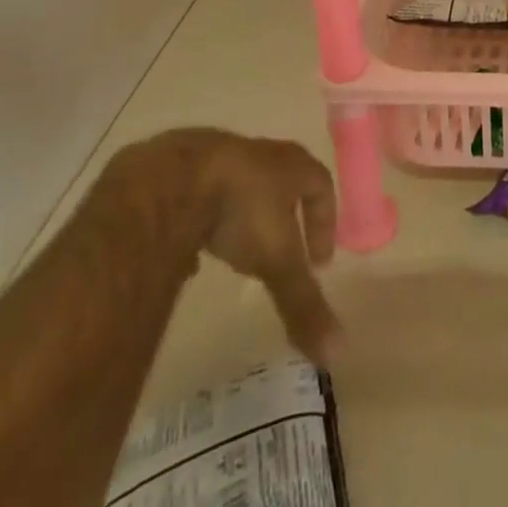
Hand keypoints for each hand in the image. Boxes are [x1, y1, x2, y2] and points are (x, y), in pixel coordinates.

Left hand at [104, 129, 339, 363]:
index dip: (324, 220)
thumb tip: (337, 352)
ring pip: (238, 186)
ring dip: (241, 217)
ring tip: (230, 258)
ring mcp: (216, 156)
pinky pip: (197, 196)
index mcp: (290, 165)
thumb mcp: (276, 260)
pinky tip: (186, 254)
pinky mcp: (177, 169)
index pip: (321, 184)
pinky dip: (199, 223)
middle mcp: (260, 154)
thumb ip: (303, 302)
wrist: (169, 179)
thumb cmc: (238, 209)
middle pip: (282, 180)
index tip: (319, 261)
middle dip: (284, 216)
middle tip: (279, 255)